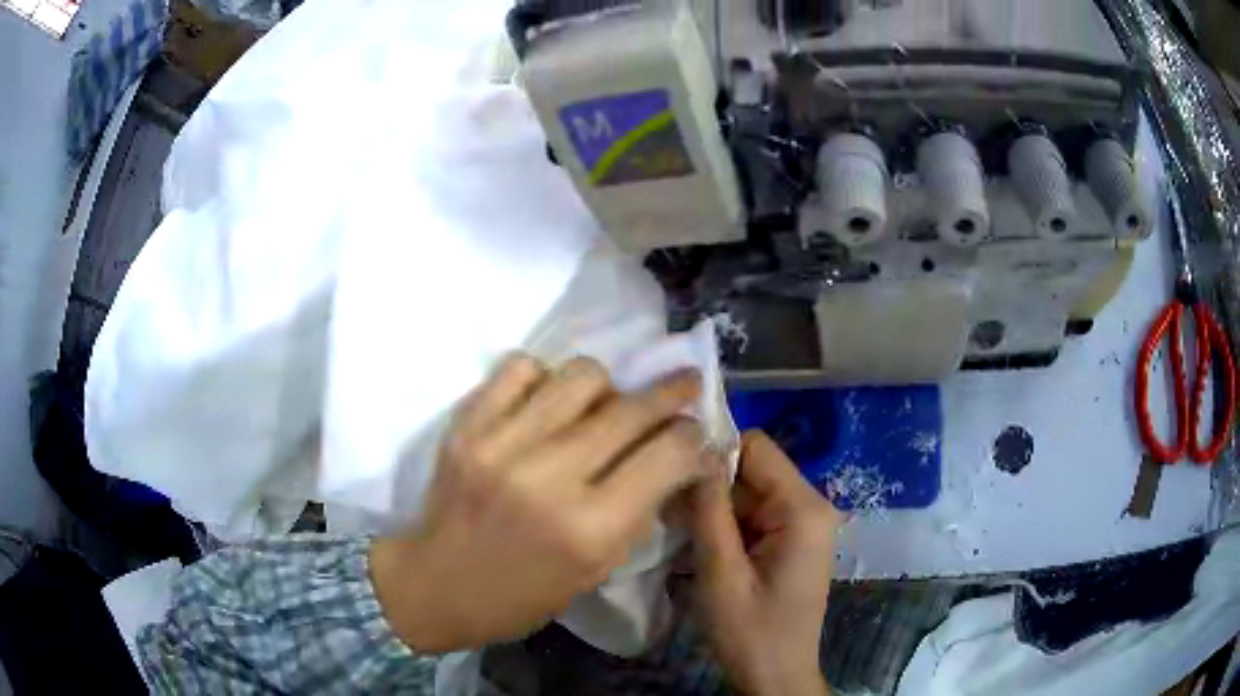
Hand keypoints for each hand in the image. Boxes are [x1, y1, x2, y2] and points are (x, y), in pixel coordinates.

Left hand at [371, 354, 707, 652]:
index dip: (693, 436)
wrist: (436, 584)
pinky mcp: (467, 425)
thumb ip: (639, 510)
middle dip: (671, 393)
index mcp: (589, 529)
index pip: (666, 455)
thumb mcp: (595, 572)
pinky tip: (546, 403)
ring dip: (608, 386)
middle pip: (630, 409)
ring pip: (582, 375)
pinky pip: (521, 367)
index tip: (697, 431)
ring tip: (603, 404)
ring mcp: (501, 444)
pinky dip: (544, 378)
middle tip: (684, 385)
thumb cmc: (522, 595)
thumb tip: (677, 457)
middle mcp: (549, 478)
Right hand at [686, 431, 840, 695]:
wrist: (777, 676)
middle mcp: (810, 506)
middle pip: (752, 470)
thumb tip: (694, 449)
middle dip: (710, 487)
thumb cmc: (751, 633)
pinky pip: (754, 516)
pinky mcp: (791, 541)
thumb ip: (708, 511)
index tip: (673, 472)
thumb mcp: (721, 573)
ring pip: (748, 493)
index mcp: (803, 509)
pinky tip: (699, 549)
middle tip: (668, 512)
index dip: (714, 452)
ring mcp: (802, 524)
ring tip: (678, 534)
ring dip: (714, 510)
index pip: (756, 446)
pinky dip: (725, 527)